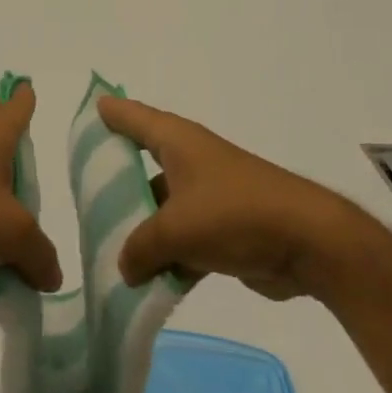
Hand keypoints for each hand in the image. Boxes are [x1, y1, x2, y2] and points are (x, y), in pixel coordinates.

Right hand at [98, 96, 363, 300]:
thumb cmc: (234, 215)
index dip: (110, 113)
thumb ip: (139, 248)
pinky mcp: (225, 228)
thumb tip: (125, 267)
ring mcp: (209, 195)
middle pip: (143, 165)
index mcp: (177, 142)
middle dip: (116, 182)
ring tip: (108, 251)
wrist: (309, 243)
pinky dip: (168, 257)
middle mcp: (191, 160)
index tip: (89, 110)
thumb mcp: (174, 230)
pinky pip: (184, 238)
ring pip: (162, 208)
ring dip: (142, 230)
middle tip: (82, 198)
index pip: (134, 117)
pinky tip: (147, 282)